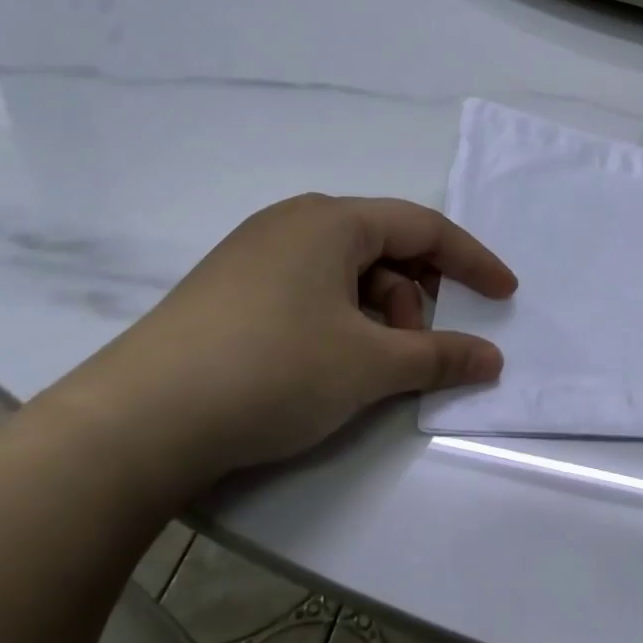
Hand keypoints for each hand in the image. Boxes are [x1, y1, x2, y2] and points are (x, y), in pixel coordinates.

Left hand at [45, 194, 516, 499]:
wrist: (137, 422)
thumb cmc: (272, 371)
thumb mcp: (369, 365)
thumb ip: (440, 357)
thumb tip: (491, 360)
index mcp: (331, 220)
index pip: (423, 226)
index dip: (473, 261)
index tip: (506, 295)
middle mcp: (293, 223)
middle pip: (384, 249)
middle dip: (414, 299)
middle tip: (412, 353)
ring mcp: (256, 255)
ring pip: (346, 275)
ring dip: (376, 317)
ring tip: (365, 369)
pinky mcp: (231, 290)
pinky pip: (310, 292)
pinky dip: (339, 323)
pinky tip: (326, 366)